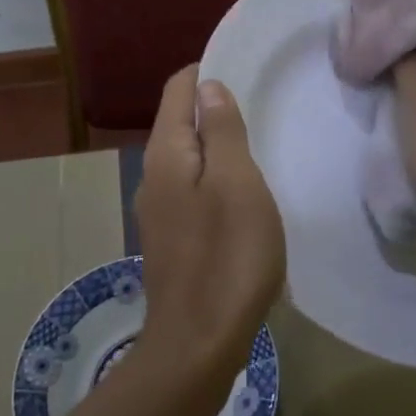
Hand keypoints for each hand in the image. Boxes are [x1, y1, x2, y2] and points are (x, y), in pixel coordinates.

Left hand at [134, 65, 285, 378]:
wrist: (198, 343)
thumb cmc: (227, 255)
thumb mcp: (236, 182)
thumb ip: (221, 130)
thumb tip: (207, 87)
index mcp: (166, 153)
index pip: (178, 89)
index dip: (208, 73)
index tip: (247, 72)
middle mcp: (153, 174)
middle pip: (181, 122)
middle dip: (216, 110)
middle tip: (263, 110)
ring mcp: (158, 209)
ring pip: (189, 158)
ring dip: (218, 147)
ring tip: (259, 147)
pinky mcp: (172, 237)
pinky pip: (193, 189)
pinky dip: (216, 179)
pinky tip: (244, 195)